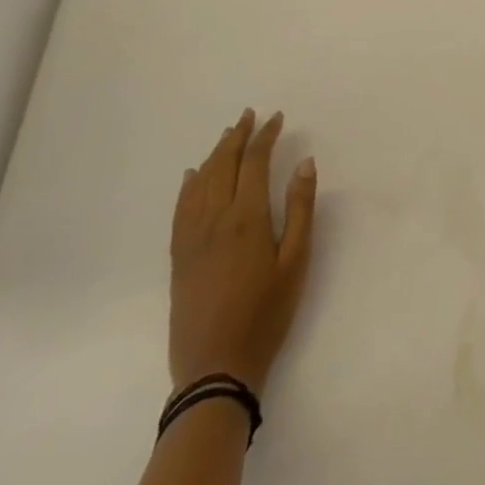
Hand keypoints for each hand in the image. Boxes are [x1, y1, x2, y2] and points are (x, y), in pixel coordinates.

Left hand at [168, 109, 317, 395]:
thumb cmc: (267, 313)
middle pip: (223, 166)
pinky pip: (180, 210)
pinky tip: (192, 176)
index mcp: (247, 217)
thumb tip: (305, 163)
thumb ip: (301, 208)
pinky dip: (188, 186)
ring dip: (214, 155)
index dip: (265, 136)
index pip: (254, 162)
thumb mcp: (297, 261)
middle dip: (237, 137)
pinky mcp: (178, 258)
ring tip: (227, 136)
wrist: (216, 368)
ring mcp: (191, 239)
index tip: (276, 118)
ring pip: (200, 183)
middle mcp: (215, 220)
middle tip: (249, 115)